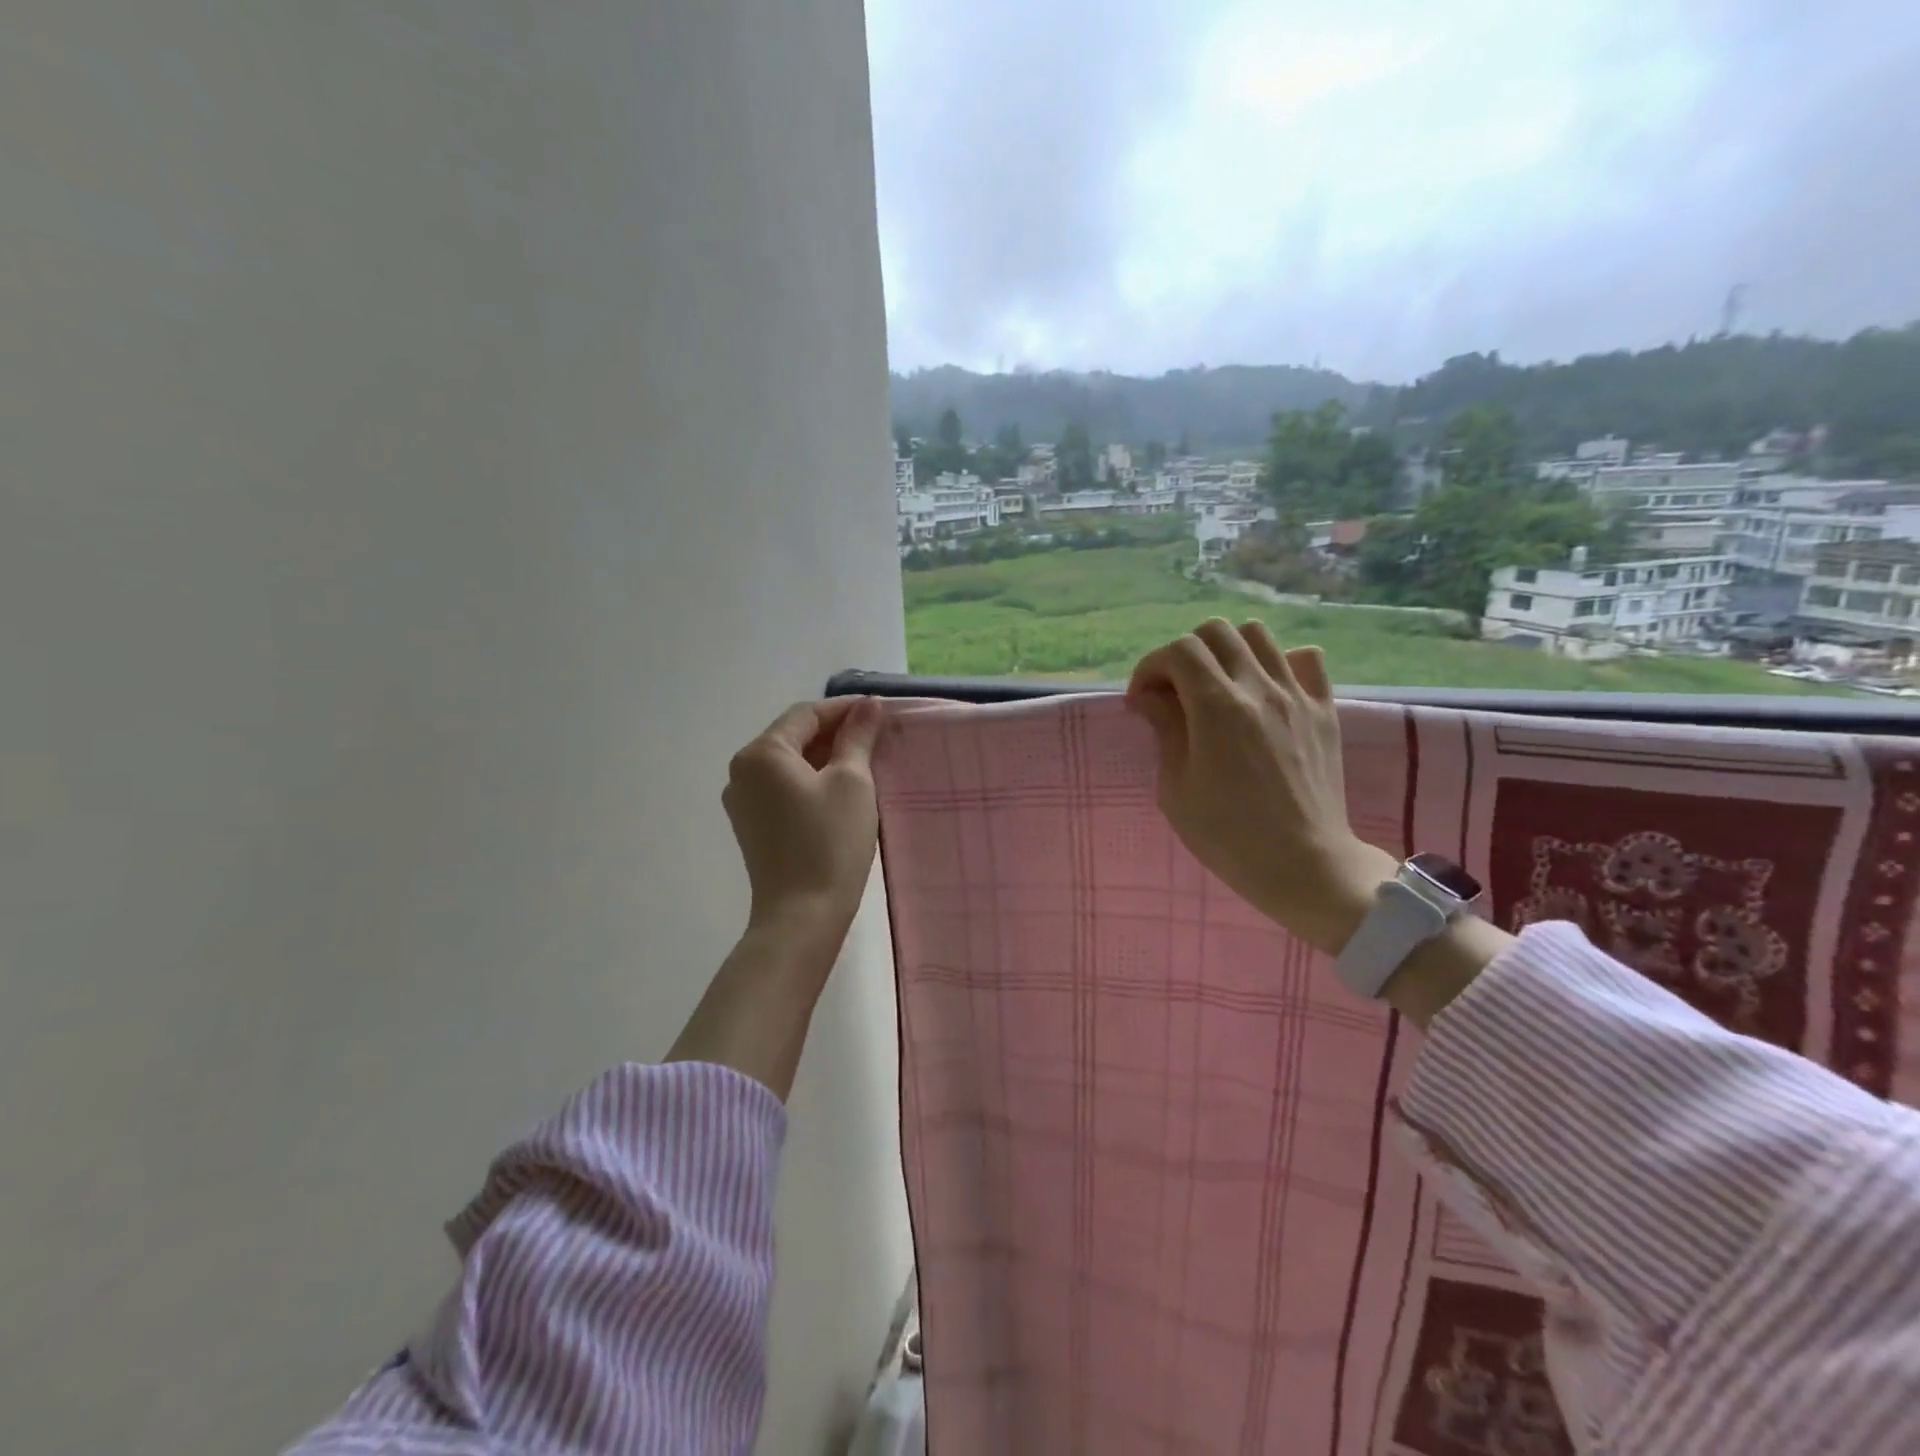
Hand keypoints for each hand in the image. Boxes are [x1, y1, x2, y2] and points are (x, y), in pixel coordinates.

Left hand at [723, 696, 884, 951]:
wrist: (802, 915)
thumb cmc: (830, 841)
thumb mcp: (852, 782)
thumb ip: (858, 737)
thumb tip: (868, 705)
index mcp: (762, 753)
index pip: (806, 714)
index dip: (844, 709)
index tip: (879, 711)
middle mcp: (742, 771)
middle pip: (793, 737)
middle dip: (835, 733)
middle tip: (876, 737)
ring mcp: (742, 801)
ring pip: (788, 764)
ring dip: (824, 757)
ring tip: (863, 762)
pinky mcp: (751, 827)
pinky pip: (782, 789)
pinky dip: (810, 781)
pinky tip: (839, 791)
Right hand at [1126, 620, 1396, 954]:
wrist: (1305, 864)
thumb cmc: (1228, 835)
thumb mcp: (1176, 788)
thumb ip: (1165, 729)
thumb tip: (1151, 697)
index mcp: (1217, 707)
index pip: (1178, 650)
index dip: (1151, 667)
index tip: (1142, 701)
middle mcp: (1259, 687)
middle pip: (1216, 631)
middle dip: (1185, 653)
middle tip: (1176, 692)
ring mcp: (1297, 695)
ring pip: (1259, 635)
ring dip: (1229, 651)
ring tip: (1219, 685)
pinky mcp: (1325, 709)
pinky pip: (1307, 659)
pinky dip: (1280, 662)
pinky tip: (1267, 691)